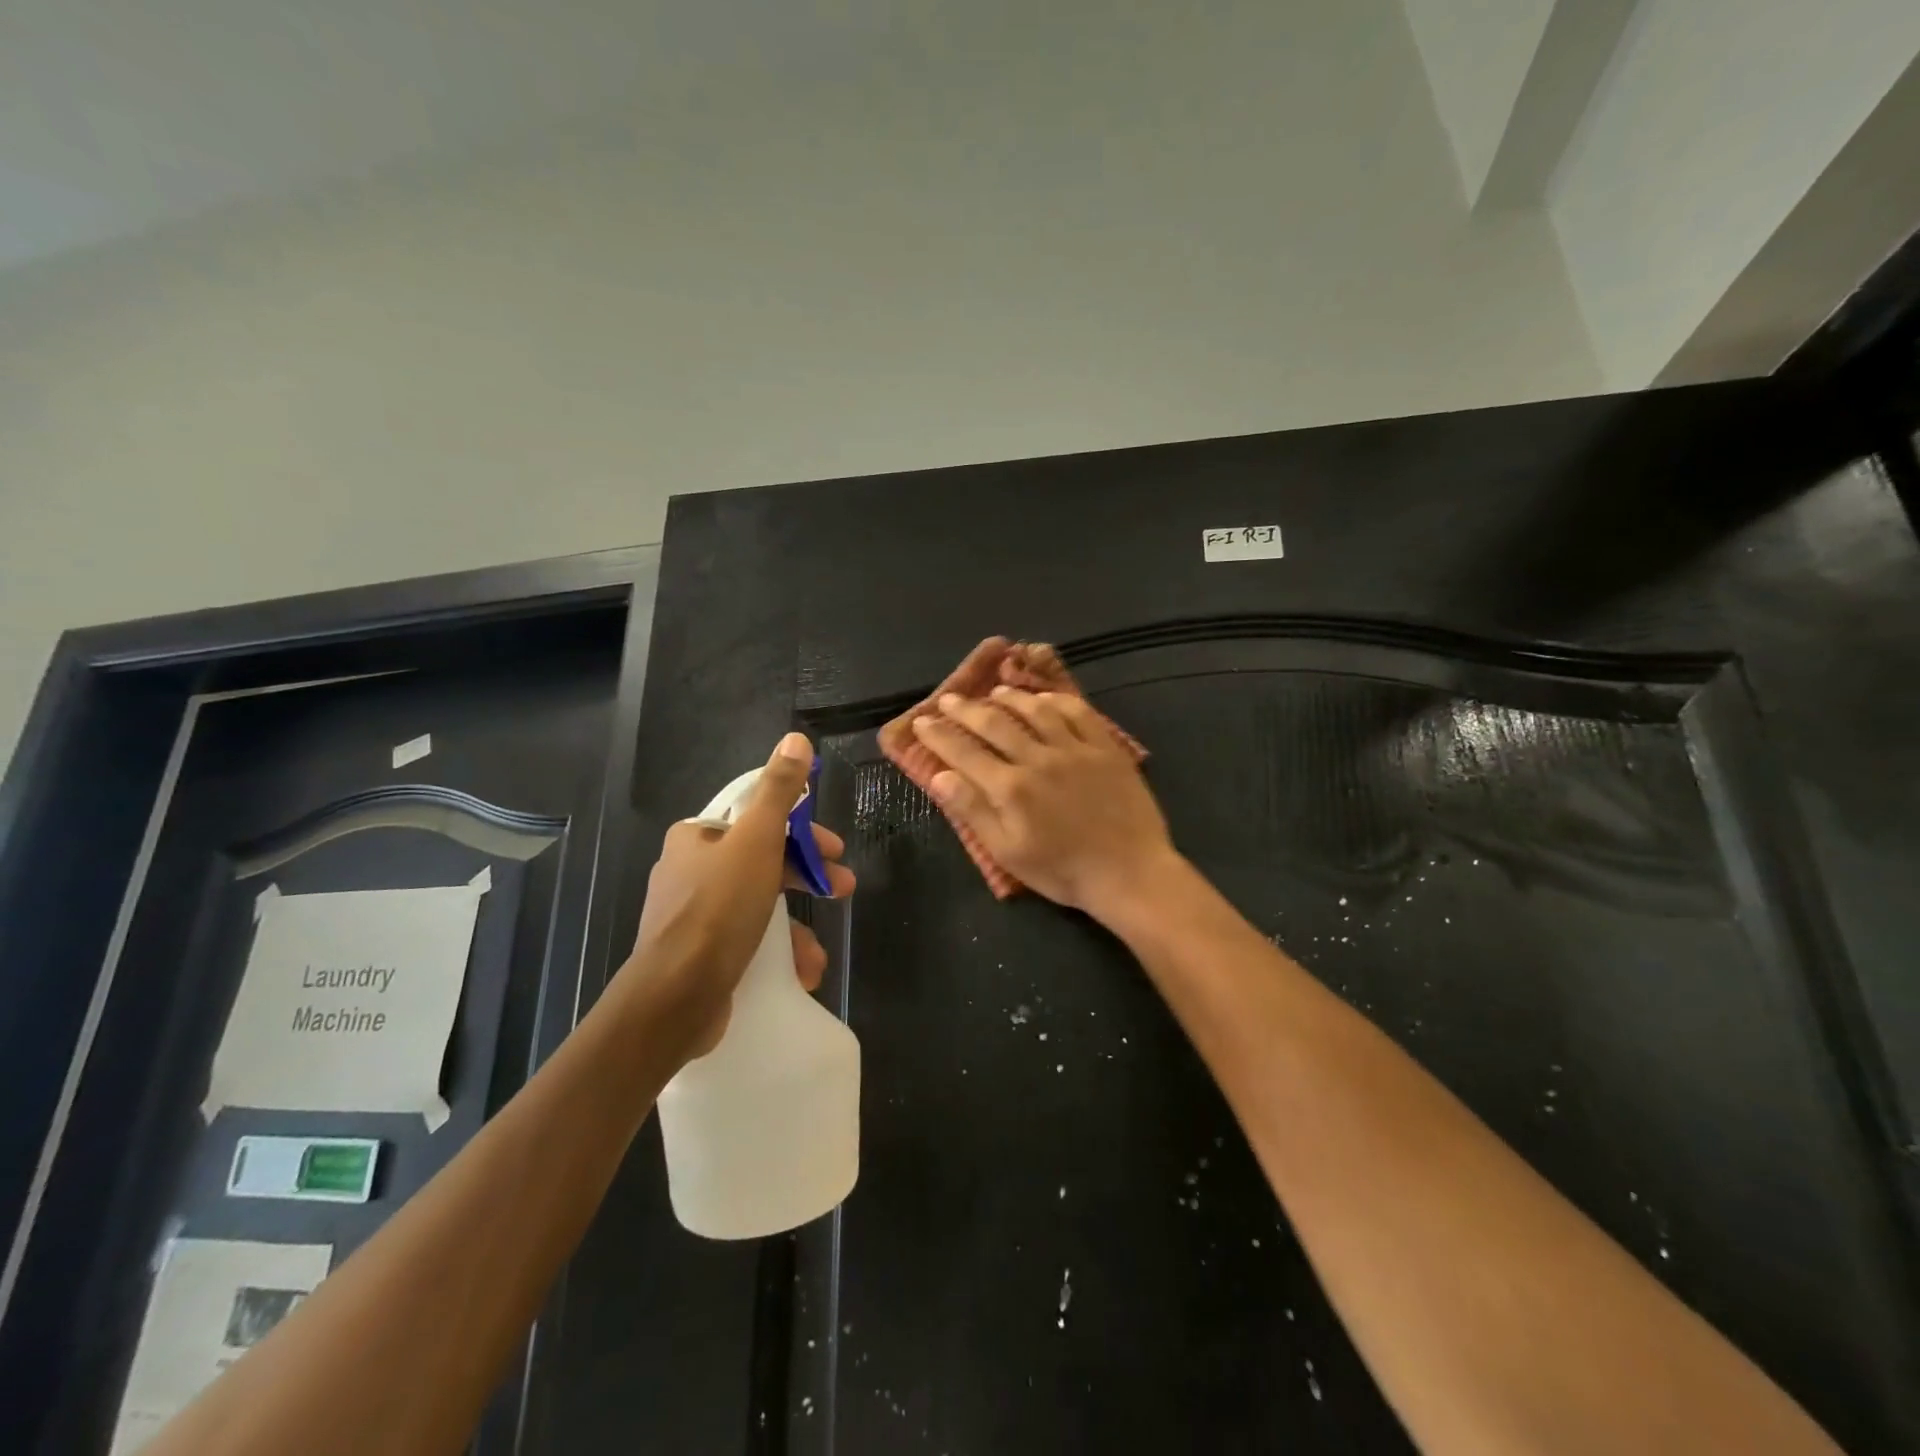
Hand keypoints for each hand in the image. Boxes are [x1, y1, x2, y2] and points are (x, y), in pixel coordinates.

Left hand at [625, 732, 855, 1059]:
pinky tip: (800, 971)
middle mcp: (690, 871)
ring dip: (796, 925)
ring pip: (759, 907)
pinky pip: (747, 942)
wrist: (673, 1000)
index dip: (802, 831)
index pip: (757, 819)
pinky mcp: (699, 957)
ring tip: (817, 951)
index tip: (833, 850)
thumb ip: (779, 791)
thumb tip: (796, 739)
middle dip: (807, 877)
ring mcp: (693, 917)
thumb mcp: (756, 841)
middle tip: (842, 889)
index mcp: (696, 838)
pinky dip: (776, 952)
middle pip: (763, 862)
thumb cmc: (718, 910)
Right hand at [910, 686, 1176, 919]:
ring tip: (994, 692)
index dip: (939, 735)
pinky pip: (1078, 712)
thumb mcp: (1008, 852)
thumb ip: (973, 811)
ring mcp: (1075, 749)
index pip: (964, 753)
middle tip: (949, 698)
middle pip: (995, 724)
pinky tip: (1045, 698)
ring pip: (1036, 710)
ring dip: (1010, 698)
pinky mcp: (1105, 748)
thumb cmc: (1063, 871)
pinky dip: (1056, 700)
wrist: (1129, 873)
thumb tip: (939, 777)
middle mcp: (1038, 758)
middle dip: (966, 709)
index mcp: (1011, 788)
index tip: (922, 722)